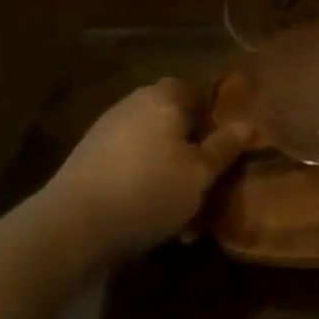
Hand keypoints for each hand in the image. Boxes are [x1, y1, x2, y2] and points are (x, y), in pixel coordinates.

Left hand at [43, 78, 251, 253]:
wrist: (69, 227)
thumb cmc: (148, 190)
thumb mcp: (199, 174)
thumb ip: (224, 147)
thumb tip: (249, 124)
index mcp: (164, 97)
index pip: (197, 91)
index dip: (215, 116)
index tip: (226, 147)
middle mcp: (133, 105)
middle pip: (174, 122)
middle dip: (192, 152)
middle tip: (208, 184)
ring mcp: (106, 132)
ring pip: (153, 149)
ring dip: (170, 175)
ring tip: (184, 215)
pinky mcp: (87, 161)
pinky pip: (129, 166)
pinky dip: (144, 186)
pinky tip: (152, 219)